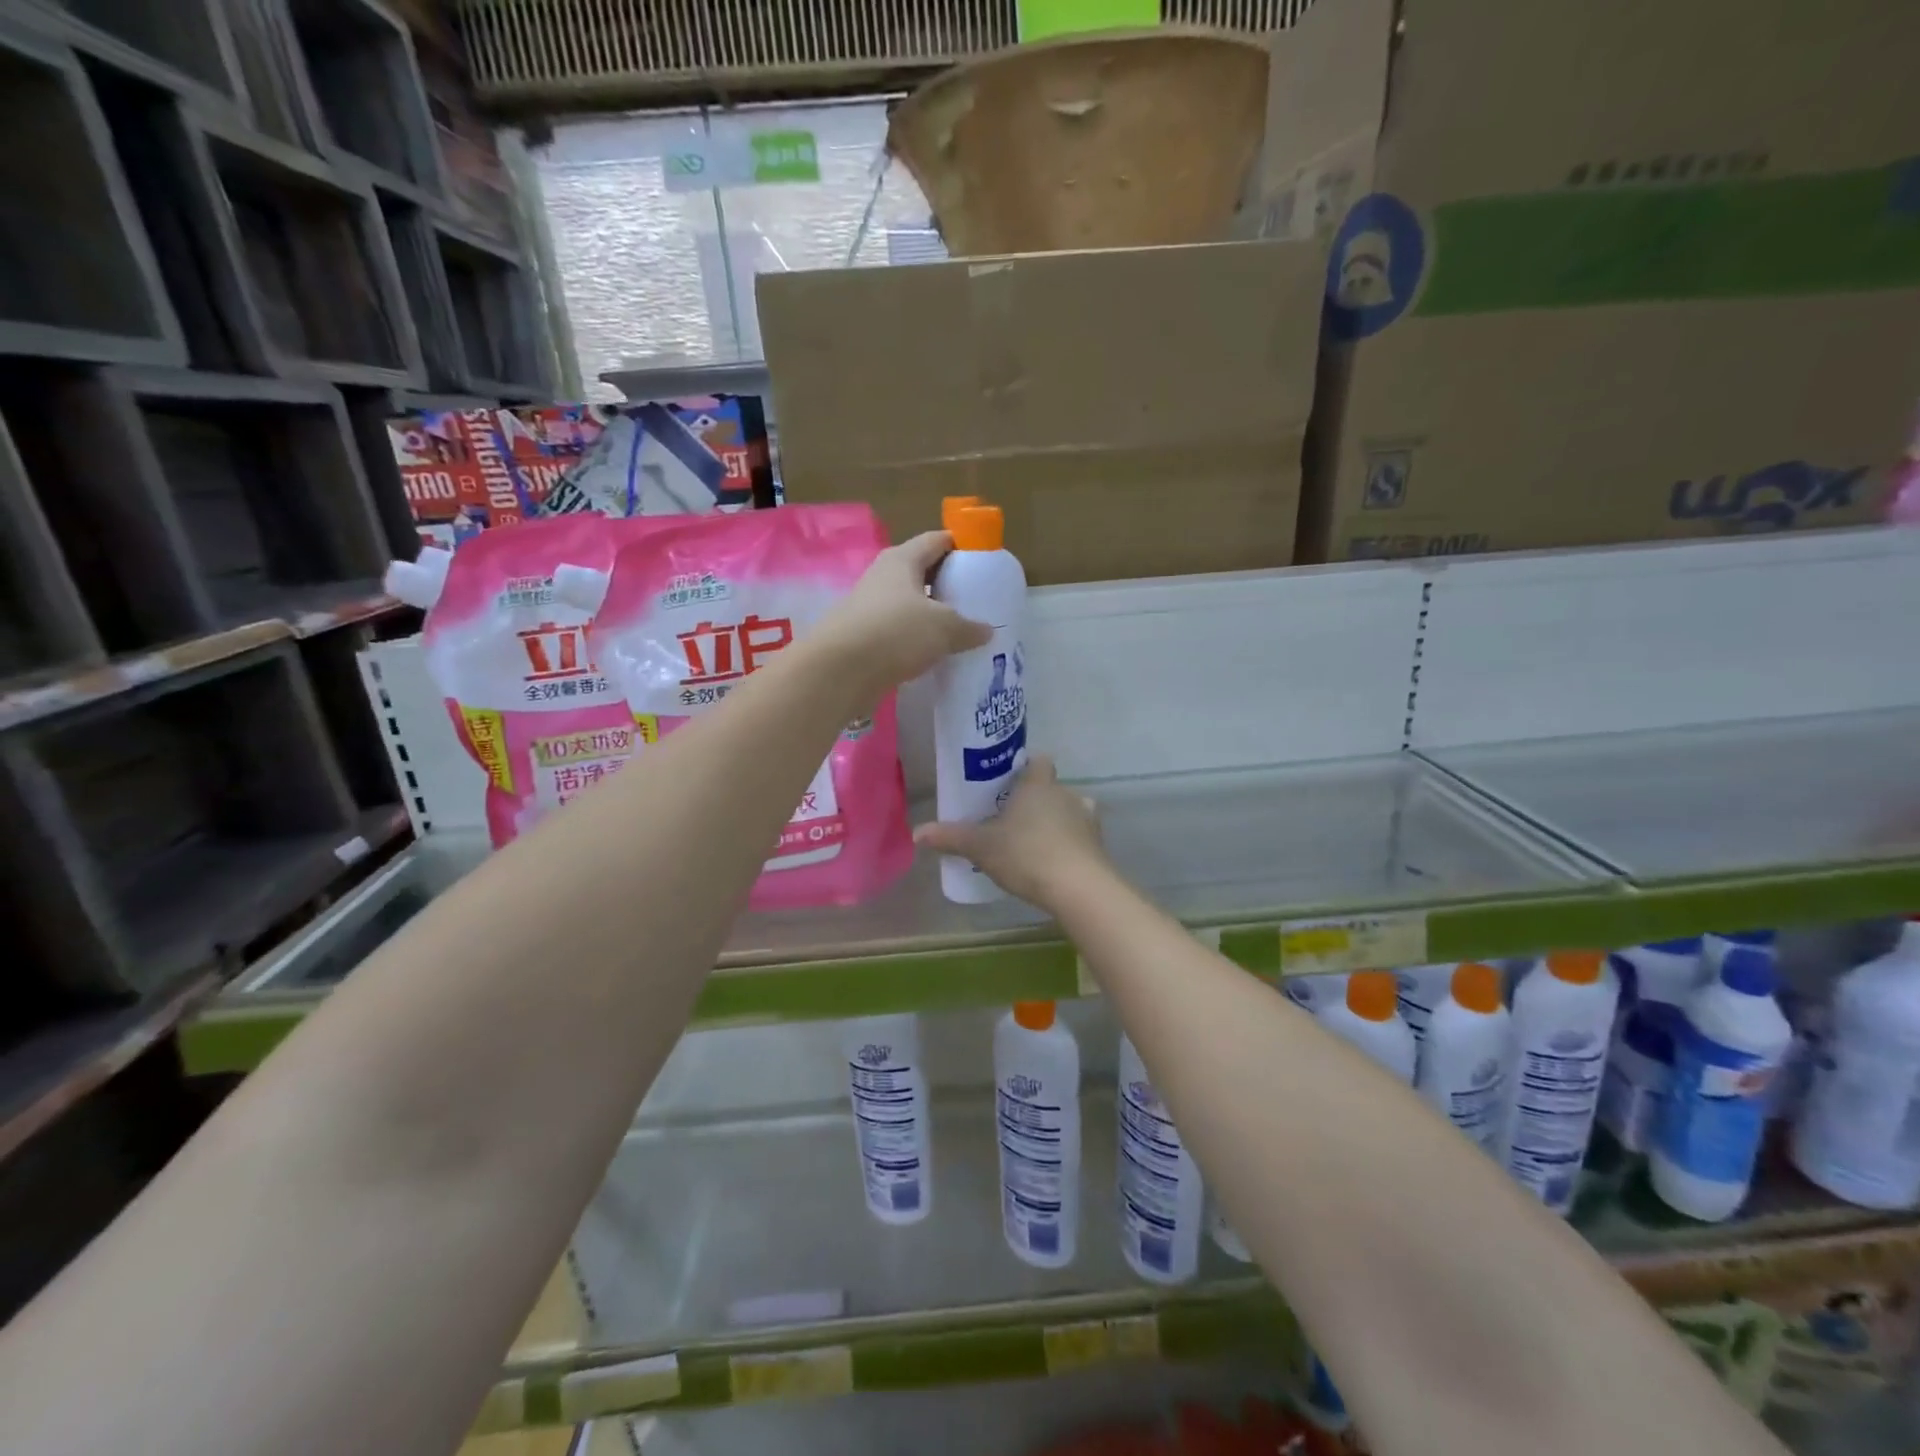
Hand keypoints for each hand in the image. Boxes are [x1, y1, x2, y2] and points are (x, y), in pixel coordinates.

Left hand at [815, 531, 991, 703]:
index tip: (982, 560)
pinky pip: (896, 630)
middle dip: (946, 582)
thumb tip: (987, 631)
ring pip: (908, 603)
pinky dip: (914, 638)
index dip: (960, 545)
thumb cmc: (895, 632)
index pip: (936, 540)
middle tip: (974, 598)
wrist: (839, 671)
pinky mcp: (862, 636)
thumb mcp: (943, 628)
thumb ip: (968, 627)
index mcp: (902, 559)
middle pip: (921, 571)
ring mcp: (868, 606)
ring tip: (957, 629)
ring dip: (930, 614)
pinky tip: (931, 653)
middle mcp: (882, 576)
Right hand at [914, 757, 1110, 908]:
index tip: (1012, 783)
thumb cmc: (1026, 854)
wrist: (1077, 887)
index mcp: (1038, 785)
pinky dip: (1070, 846)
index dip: (1027, 768)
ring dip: (1056, 823)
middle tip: (1014, 821)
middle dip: (1036, 801)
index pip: (1039, 761)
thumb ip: (951, 837)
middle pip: (1052, 788)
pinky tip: (1054, 863)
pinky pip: (1081, 838)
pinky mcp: (1099, 845)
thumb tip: (917, 832)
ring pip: (1069, 812)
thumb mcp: (981, 847)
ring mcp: (1087, 819)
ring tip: (1034, 844)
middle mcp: (1066, 794)